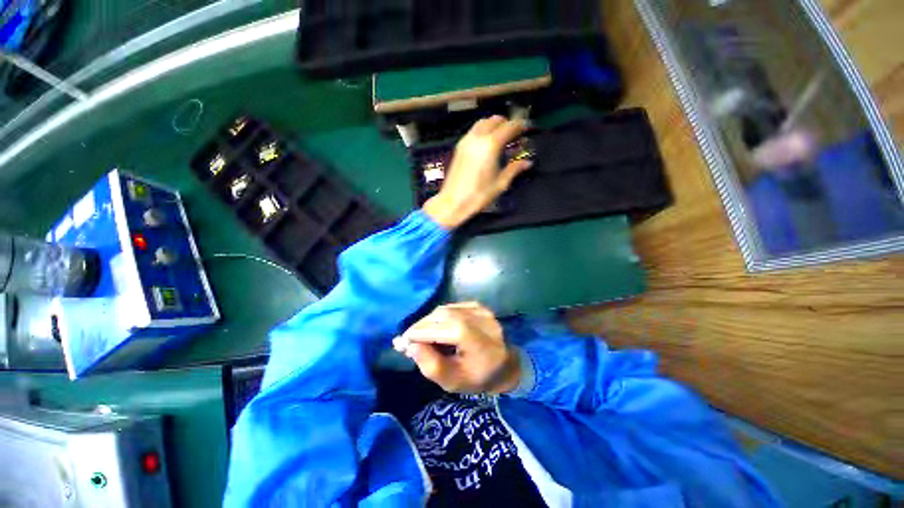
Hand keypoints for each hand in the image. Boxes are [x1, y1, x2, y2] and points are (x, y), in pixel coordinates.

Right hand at [393, 302, 520, 393]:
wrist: (506, 366)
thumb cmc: (479, 378)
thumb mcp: (452, 381)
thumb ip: (430, 364)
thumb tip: (410, 345)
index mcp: (472, 336)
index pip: (437, 329)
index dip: (417, 334)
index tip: (400, 342)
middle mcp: (476, 317)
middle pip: (439, 316)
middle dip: (420, 326)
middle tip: (408, 340)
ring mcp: (479, 309)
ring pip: (444, 310)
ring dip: (429, 321)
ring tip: (419, 334)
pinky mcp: (479, 306)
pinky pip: (452, 307)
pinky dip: (440, 316)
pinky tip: (436, 327)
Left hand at [422, 116, 532, 228]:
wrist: (453, 202)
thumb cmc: (478, 195)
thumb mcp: (500, 184)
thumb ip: (514, 169)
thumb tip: (527, 163)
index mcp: (491, 145)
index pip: (509, 126)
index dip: (520, 125)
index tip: (527, 129)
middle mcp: (478, 138)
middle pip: (495, 120)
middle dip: (507, 123)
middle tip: (515, 134)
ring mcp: (466, 141)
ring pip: (482, 122)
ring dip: (494, 125)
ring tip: (501, 137)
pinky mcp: (459, 147)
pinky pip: (473, 130)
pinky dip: (483, 130)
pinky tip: (487, 144)